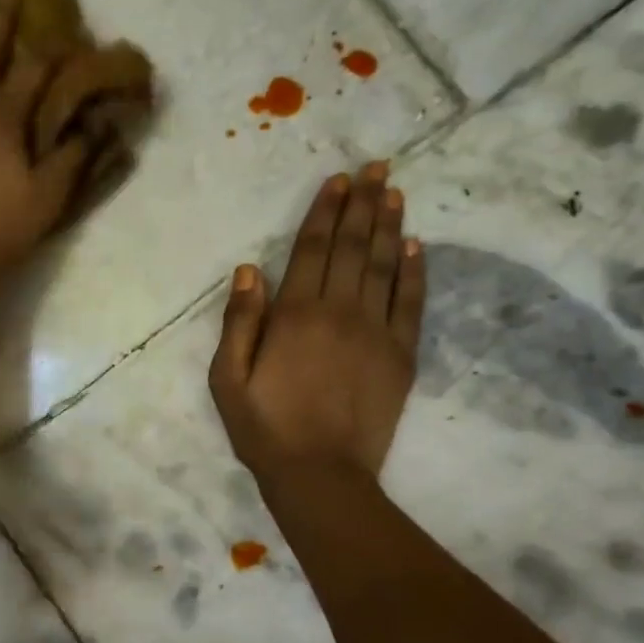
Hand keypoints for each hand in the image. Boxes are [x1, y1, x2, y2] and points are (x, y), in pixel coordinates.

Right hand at [209, 164, 426, 477]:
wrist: (320, 475)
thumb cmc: (265, 429)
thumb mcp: (228, 380)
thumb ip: (239, 322)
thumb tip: (249, 270)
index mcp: (294, 315)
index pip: (312, 249)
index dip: (325, 211)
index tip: (339, 180)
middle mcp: (339, 312)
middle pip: (352, 247)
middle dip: (362, 203)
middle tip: (376, 167)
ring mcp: (376, 332)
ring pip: (384, 266)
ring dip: (389, 225)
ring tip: (394, 191)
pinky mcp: (401, 356)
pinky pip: (411, 303)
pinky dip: (414, 272)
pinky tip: (415, 246)